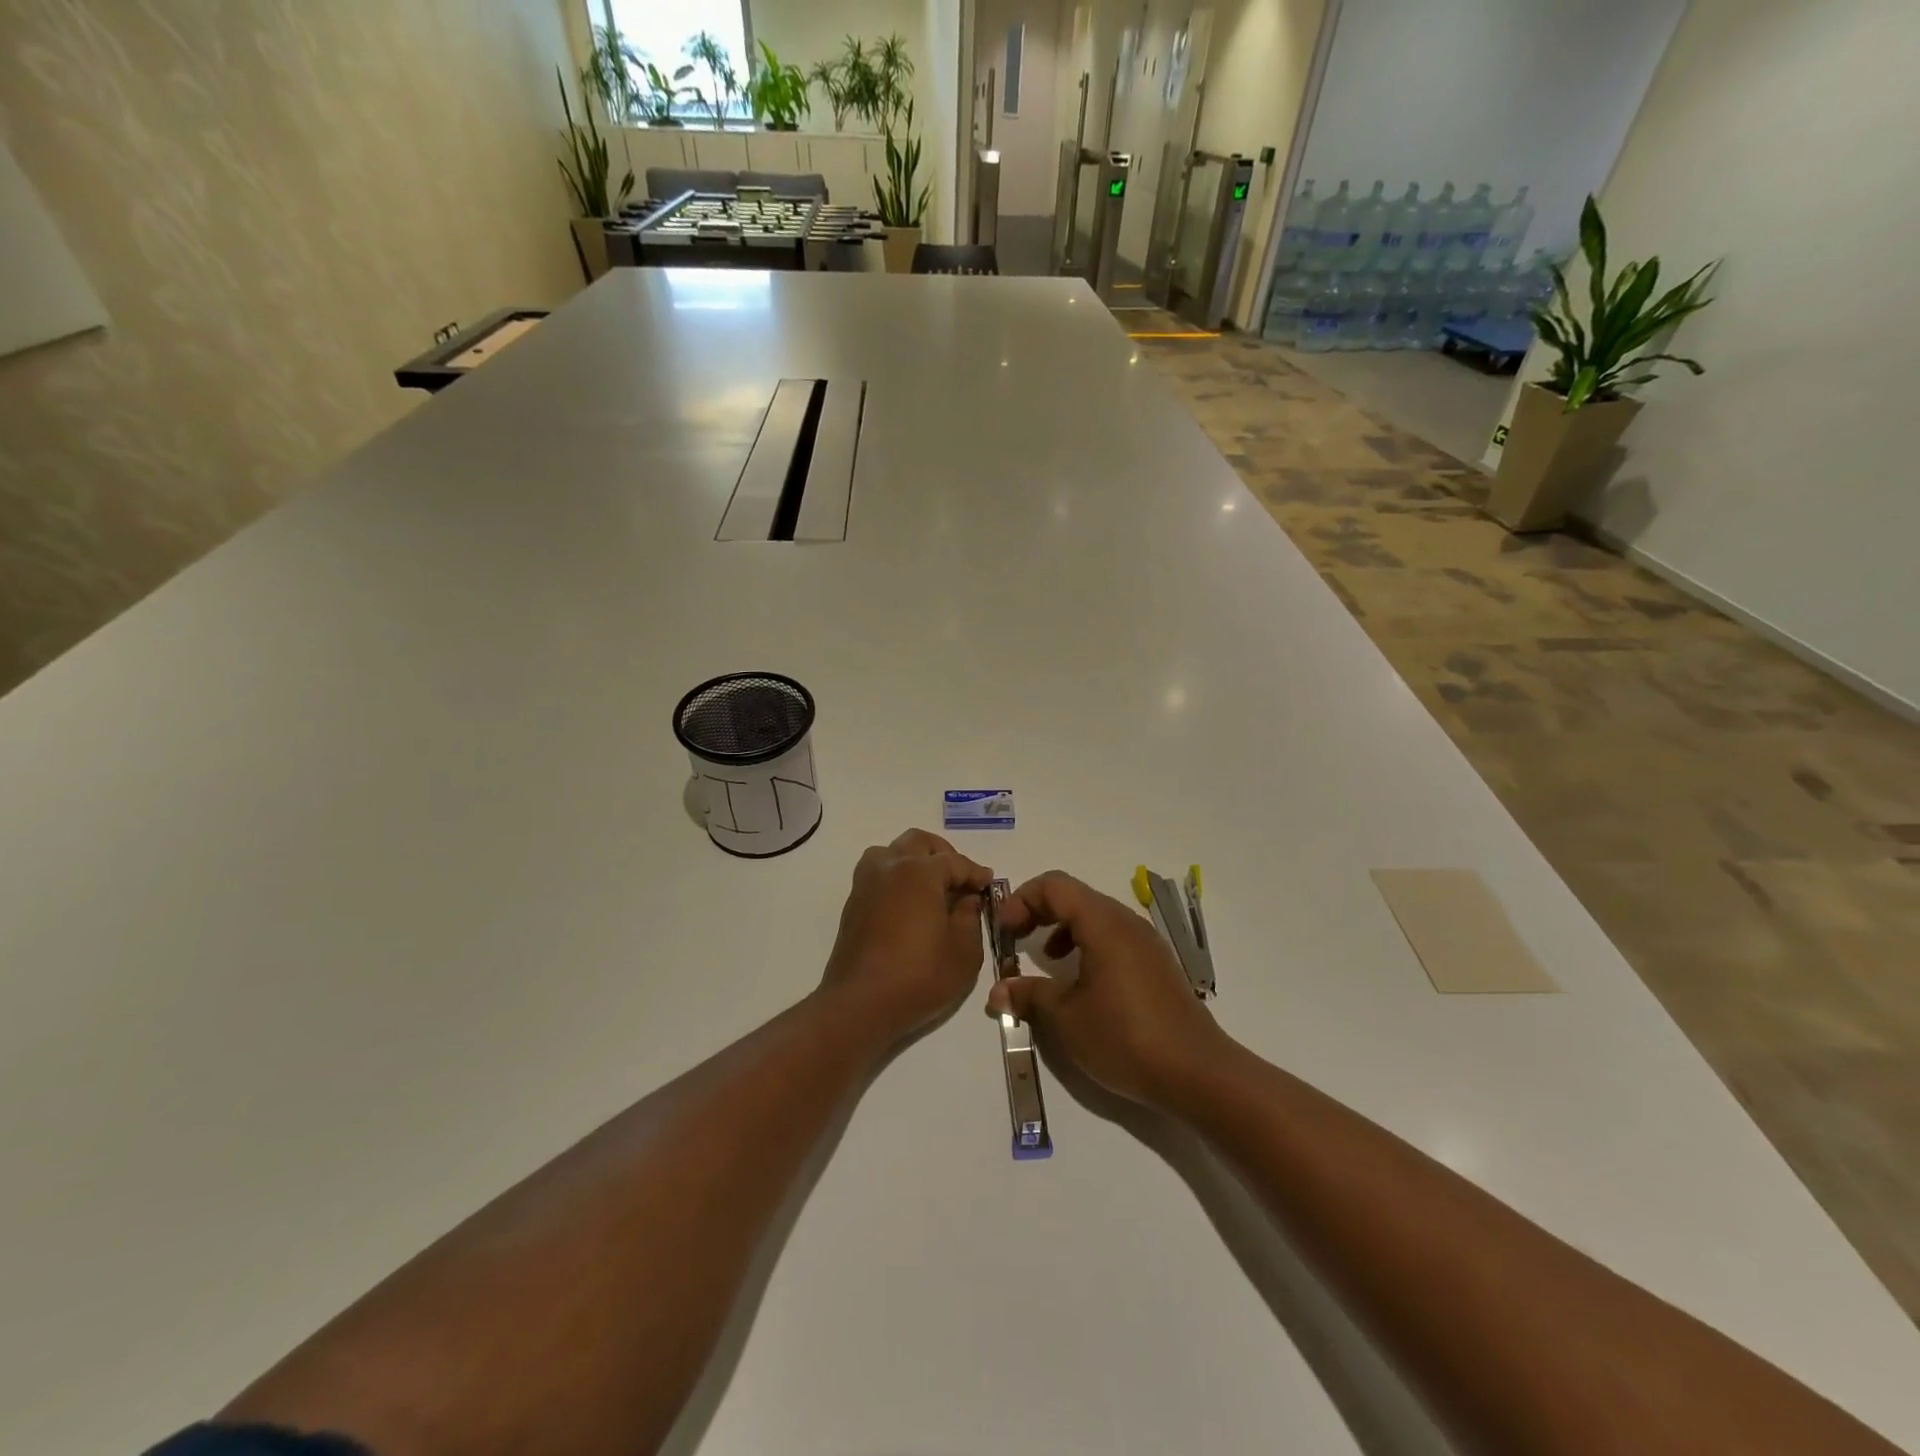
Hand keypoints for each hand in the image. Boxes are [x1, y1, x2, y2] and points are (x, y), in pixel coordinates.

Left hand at [820, 829, 991, 1043]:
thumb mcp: (964, 951)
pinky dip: (896, 878)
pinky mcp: (853, 904)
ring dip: (913, 860)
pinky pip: (877, 874)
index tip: (987, 883)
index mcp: (919, 872)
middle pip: (918, 842)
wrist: (860, 1004)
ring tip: (931, 886)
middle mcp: (889, 867)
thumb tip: (968, 899)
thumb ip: (971, 917)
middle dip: (943, 854)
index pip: (954, 861)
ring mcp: (866, 884)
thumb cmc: (919, 976)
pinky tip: (910, 904)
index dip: (974, 872)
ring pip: (891, 852)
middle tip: (959, 878)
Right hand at [985, 871, 1230, 1106]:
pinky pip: (1113, 936)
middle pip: (1074, 896)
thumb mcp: (1066, 1019)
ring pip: (1094, 916)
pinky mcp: (1156, 963)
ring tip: (1045, 958)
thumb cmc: (1125, 1038)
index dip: (1022, 900)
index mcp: (1103, 923)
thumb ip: (1029, 996)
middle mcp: (1126, 922)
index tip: (1005, 931)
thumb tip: (998, 991)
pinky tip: (1080, 979)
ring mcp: (1145, 941)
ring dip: (1062, 927)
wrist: (1197, 1073)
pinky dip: (1087, 943)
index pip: (1054, 886)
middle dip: (1038, 911)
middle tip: (1015, 939)